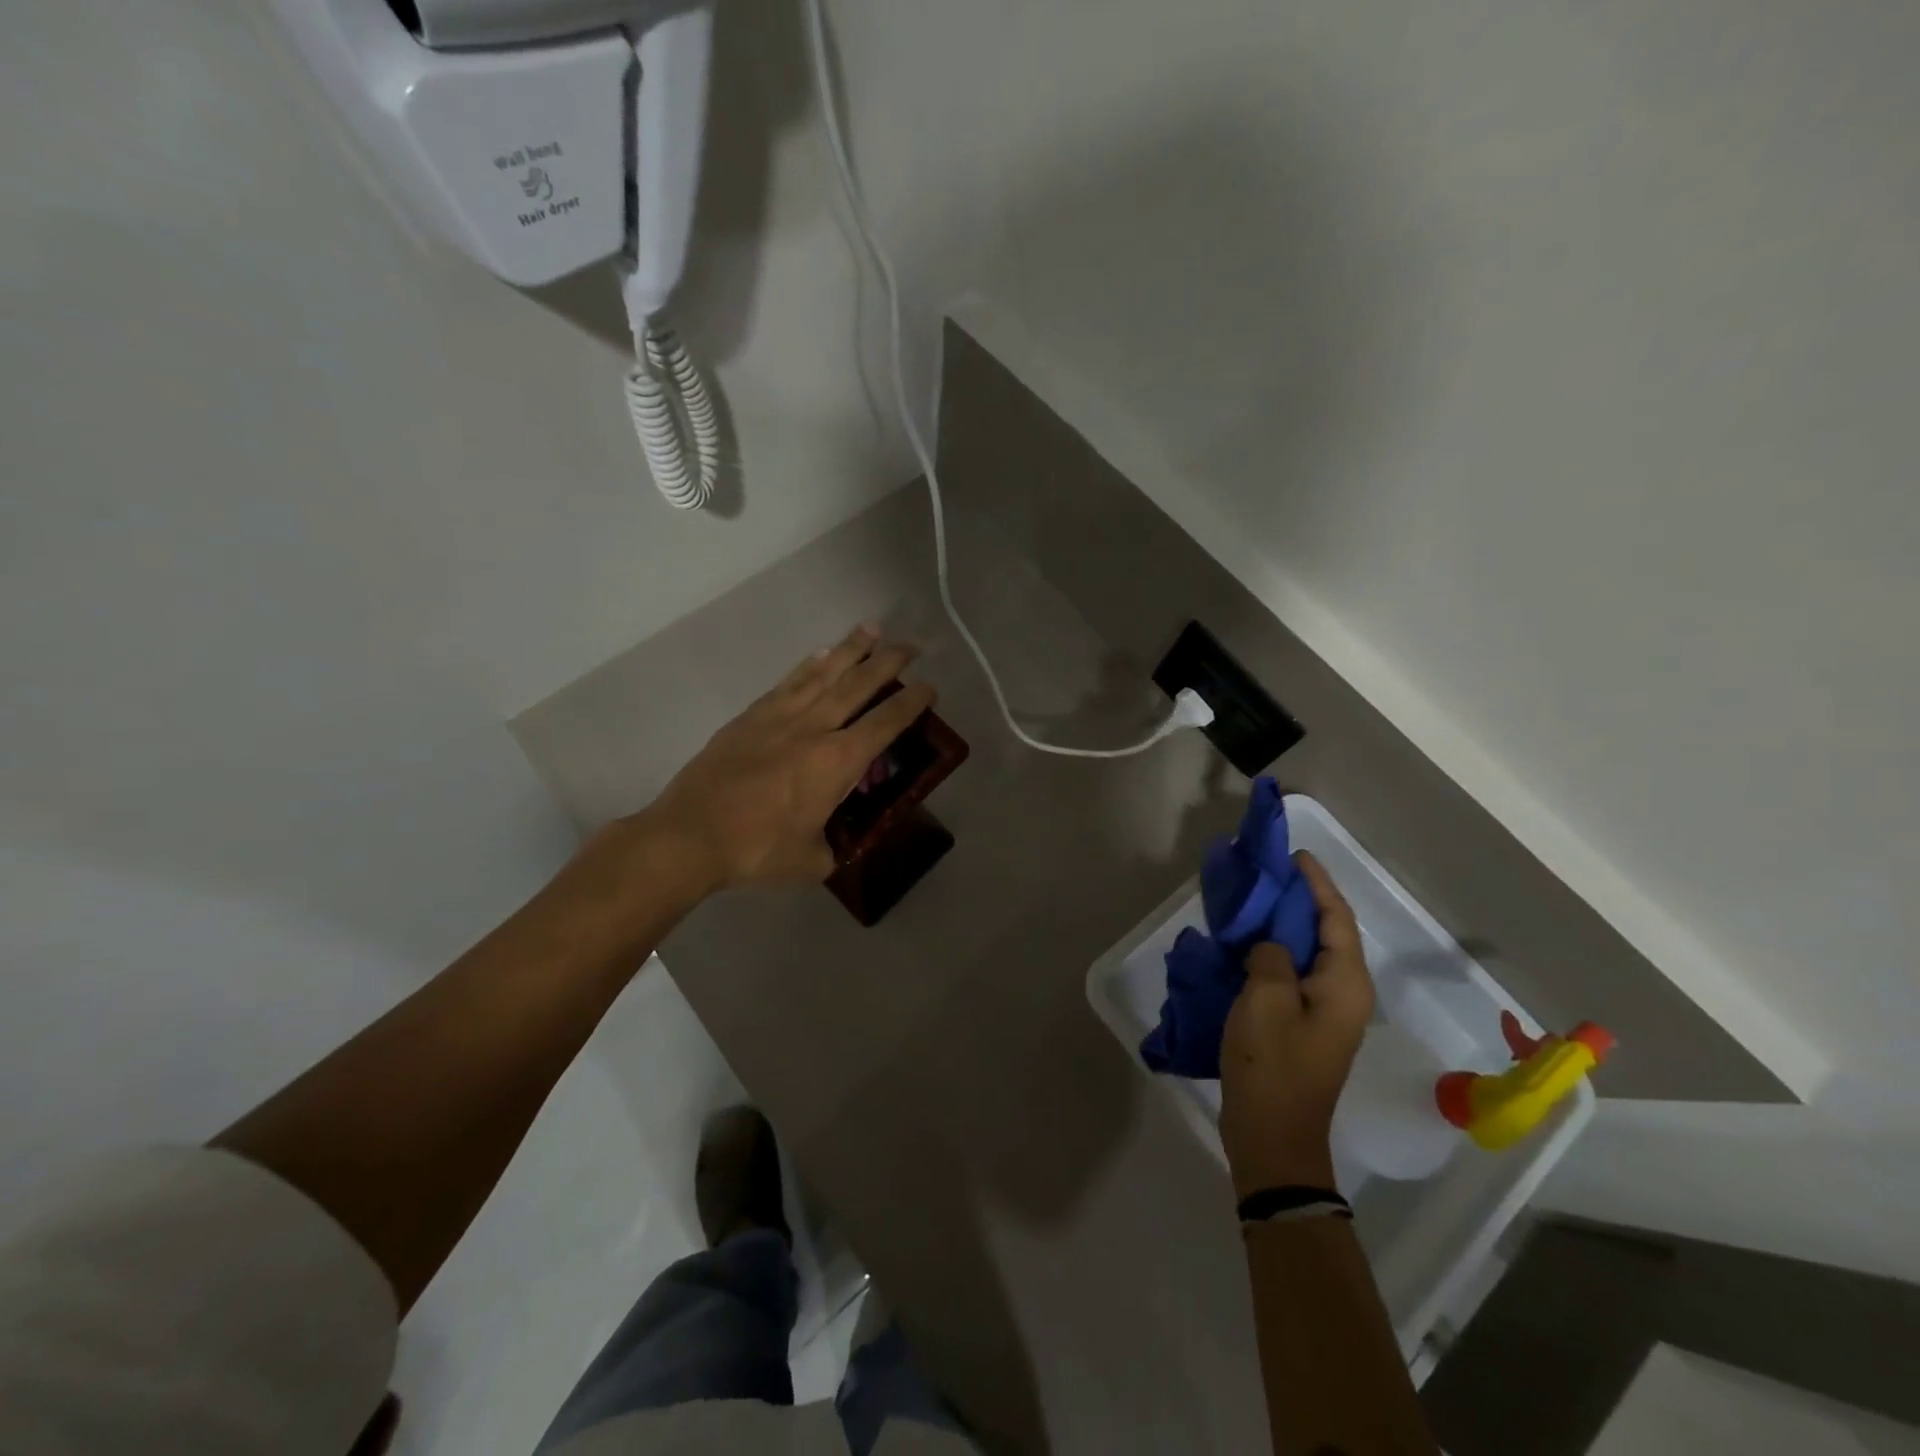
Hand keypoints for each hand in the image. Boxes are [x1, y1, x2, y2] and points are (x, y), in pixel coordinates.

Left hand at [639, 625, 937, 891]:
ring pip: (823, 673)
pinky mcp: (750, 717)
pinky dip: (808, 665)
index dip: (912, 703)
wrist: (690, 836)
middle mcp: (814, 728)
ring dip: (850, 649)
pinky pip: (788, 682)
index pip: (885, 723)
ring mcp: (779, 717)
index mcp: (837, 762)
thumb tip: (831, 844)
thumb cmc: (757, 850)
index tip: (929, 687)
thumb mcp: (810, 861)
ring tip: (870, 629)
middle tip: (910, 645)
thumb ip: (831, 847)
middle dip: (888, 662)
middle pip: (858, 685)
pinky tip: (819, 655)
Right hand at [1219, 852, 1374, 1196]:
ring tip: (1254, 901)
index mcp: (1345, 984)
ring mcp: (1325, 1014)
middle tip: (1267, 874)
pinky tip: (1246, 944)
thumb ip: (1271, 956)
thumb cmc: (1272, 1066)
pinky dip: (1274, 952)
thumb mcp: (1264, 1001)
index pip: (1337, 919)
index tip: (1294, 856)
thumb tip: (1272, 945)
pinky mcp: (1304, 1027)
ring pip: (1309, 954)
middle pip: (1328, 933)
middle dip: (1301, 900)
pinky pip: (1294, 974)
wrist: (1273, 1137)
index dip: (1318, 884)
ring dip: (1285, 926)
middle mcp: (1344, 995)